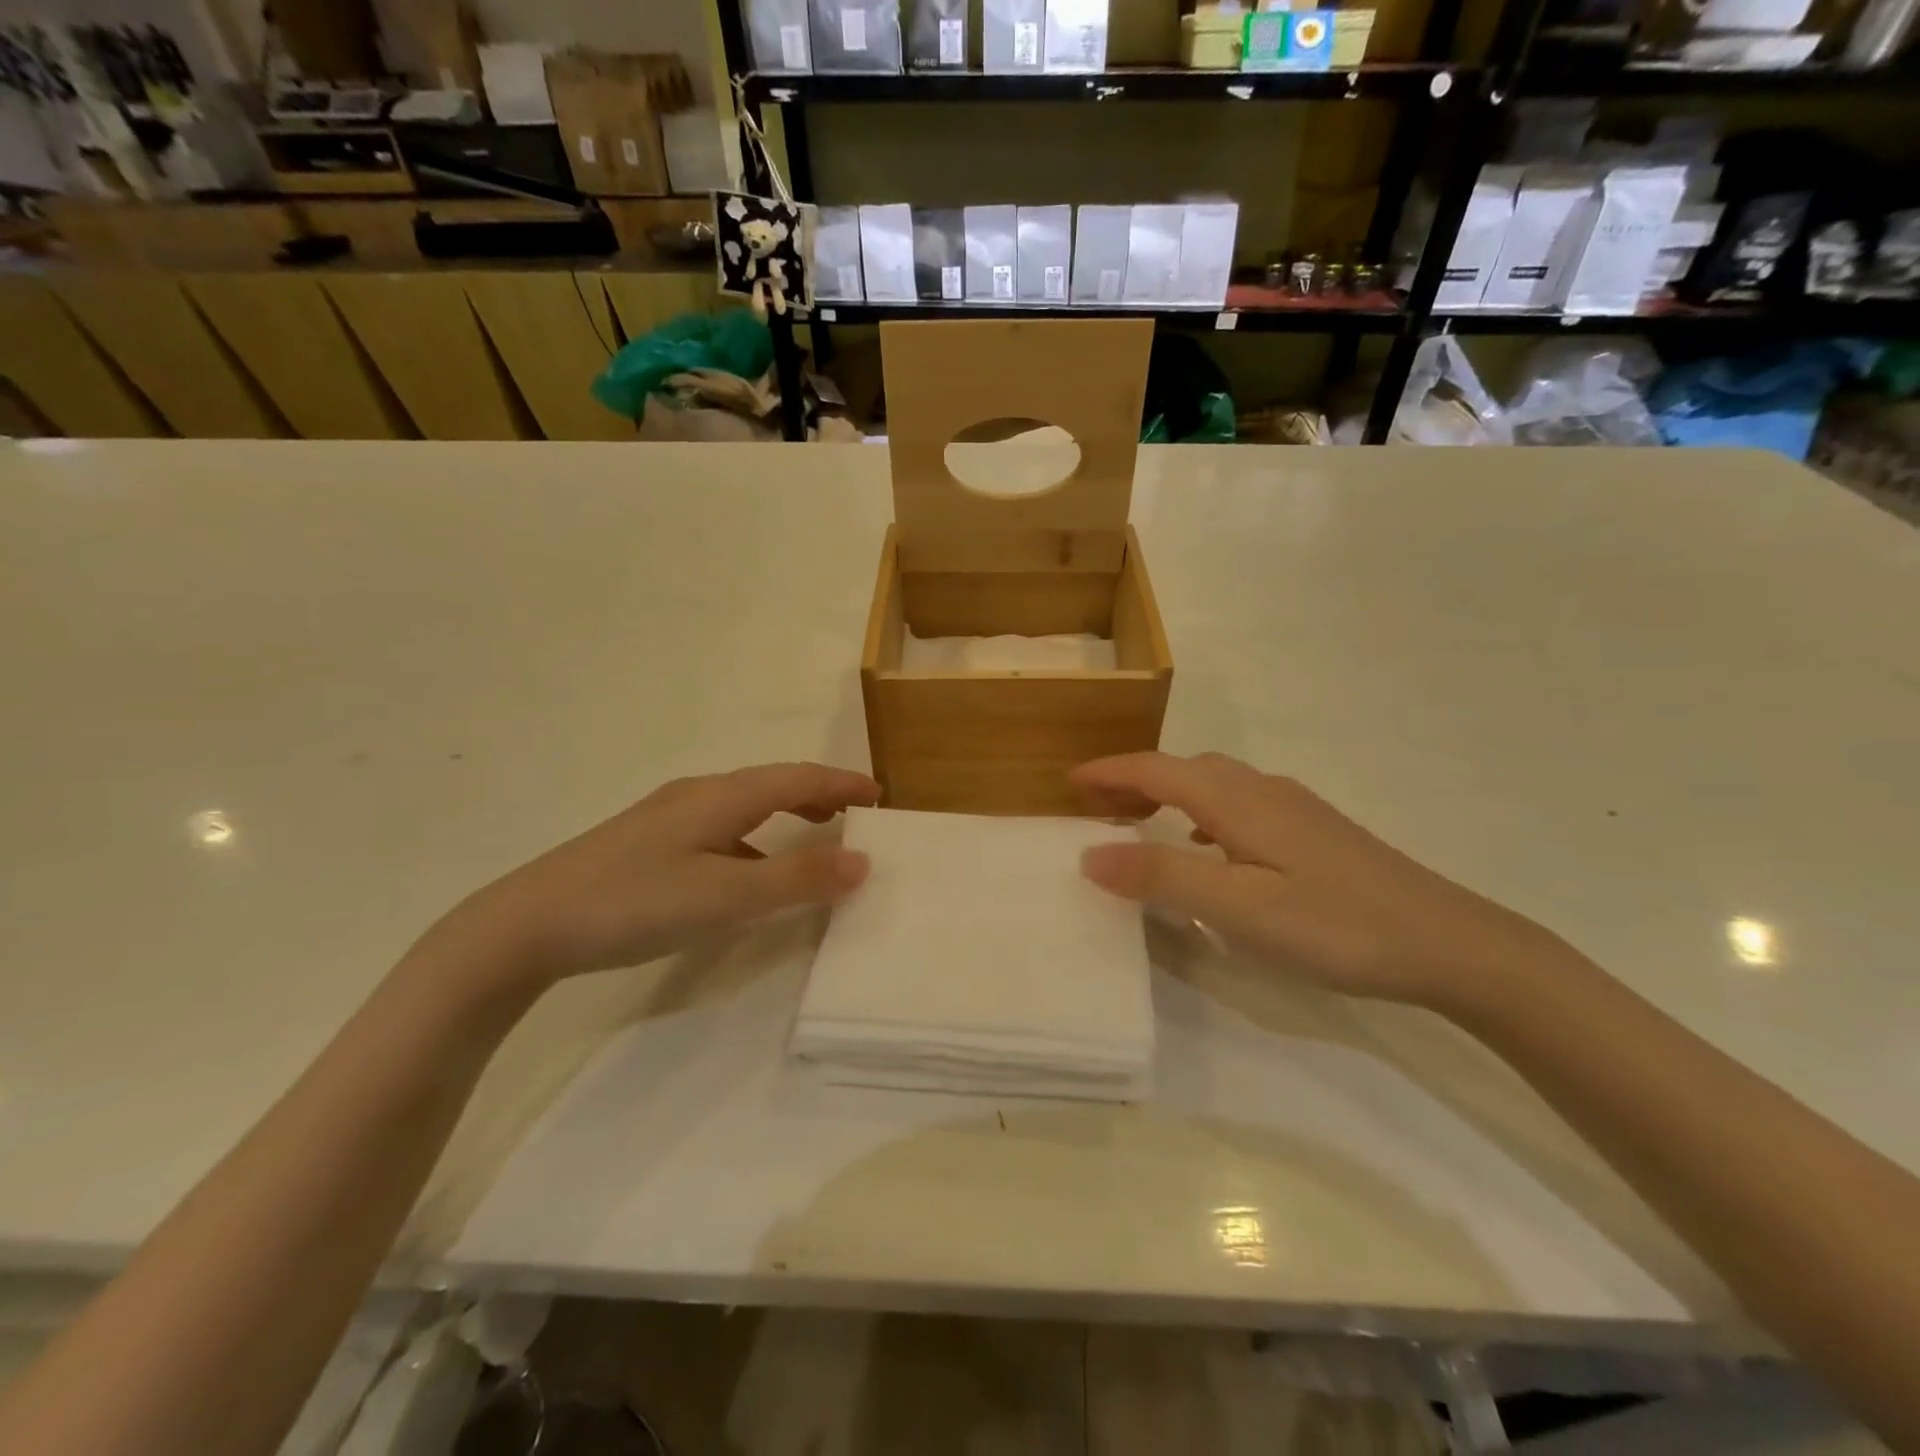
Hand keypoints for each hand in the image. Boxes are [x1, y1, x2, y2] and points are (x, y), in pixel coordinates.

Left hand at [439, 763, 878, 991]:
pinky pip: (722, 828)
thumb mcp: (726, 896)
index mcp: (722, 796)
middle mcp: (698, 795)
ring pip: (745, 806)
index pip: (799, 777)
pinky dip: (756, 840)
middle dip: (819, 795)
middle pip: (773, 784)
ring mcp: (668, 817)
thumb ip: (798, 880)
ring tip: (815, 837)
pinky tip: (748, 873)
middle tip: (856, 815)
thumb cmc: (635, 902)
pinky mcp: (648, 842)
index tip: (881, 796)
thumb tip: (863, 861)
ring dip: (787, 815)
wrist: (526, 924)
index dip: (843, 784)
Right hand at [1072, 752, 1571, 1012]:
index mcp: (1238, 801)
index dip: (1109, 772)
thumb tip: (1090, 853)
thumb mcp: (1239, 907)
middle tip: (1094, 805)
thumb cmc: (1337, 925)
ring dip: (1169, 794)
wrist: (1452, 943)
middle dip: (1134, 779)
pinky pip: (1240, 806)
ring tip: (1140, 821)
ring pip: (1215, 786)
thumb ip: (1163, 875)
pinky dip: (1204, 813)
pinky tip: (1212, 848)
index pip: (1156, 770)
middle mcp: (1264, 791)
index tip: (1067, 780)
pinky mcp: (1317, 832)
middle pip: (1184, 769)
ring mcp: (1296, 809)